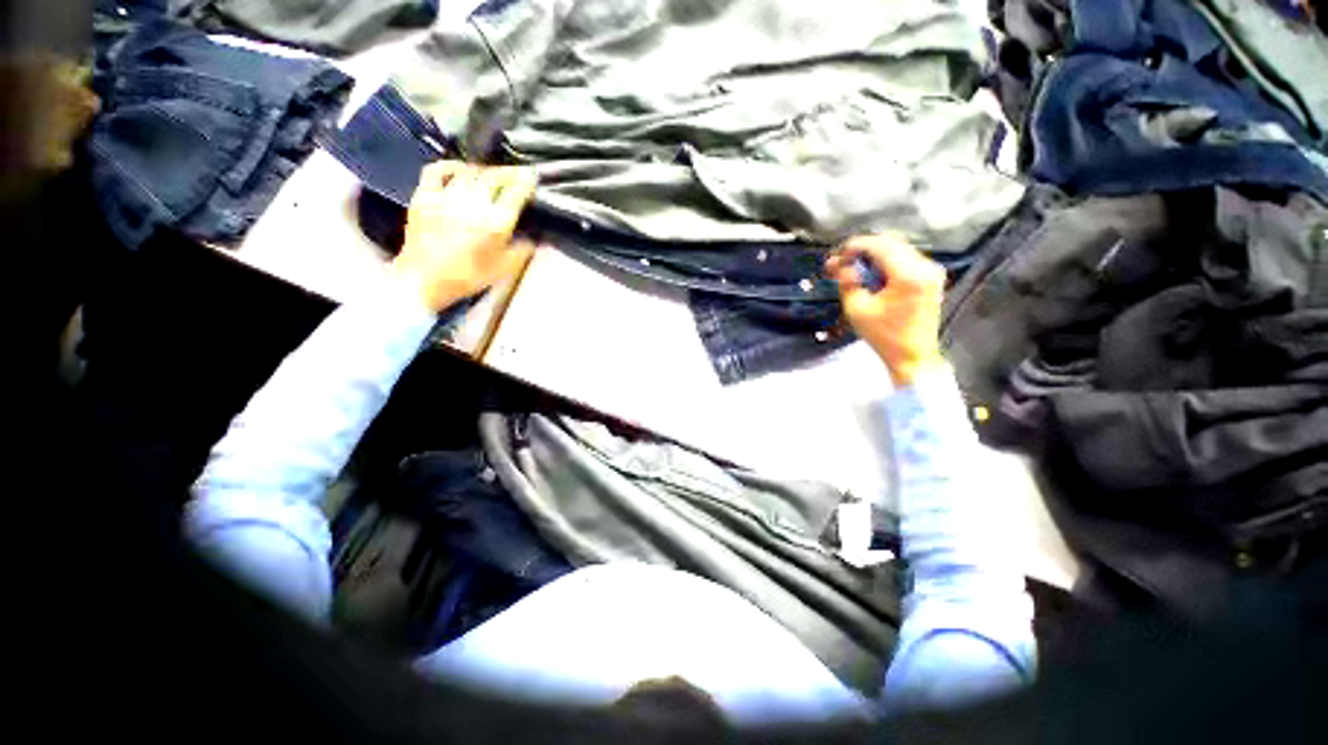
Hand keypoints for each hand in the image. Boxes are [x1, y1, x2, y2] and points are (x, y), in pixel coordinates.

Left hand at [391, 161, 537, 312]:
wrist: (424, 279)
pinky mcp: (425, 195)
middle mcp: (473, 204)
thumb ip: (522, 251)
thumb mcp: (504, 269)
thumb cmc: (467, 277)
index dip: (526, 181)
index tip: (532, 177)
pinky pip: (438, 170)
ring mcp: (446, 197)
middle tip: (516, 173)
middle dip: (508, 172)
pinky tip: (459, 170)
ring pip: (470, 171)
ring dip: (484, 171)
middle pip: (494, 176)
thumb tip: (534, 238)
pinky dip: (452, 166)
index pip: (515, 192)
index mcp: (495, 223)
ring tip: (492, 175)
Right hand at [826, 234, 946, 386]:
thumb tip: (841, 265)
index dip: (855, 246)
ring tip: (853, 268)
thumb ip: (848, 283)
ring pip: (898, 249)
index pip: (879, 245)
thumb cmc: (883, 336)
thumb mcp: (857, 310)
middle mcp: (925, 267)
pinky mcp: (931, 278)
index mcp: (909, 275)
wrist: (913, 355)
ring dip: (874, 255)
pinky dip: (886, 262)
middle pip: (890, 243)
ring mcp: (931, 271)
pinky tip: (871, 274)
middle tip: (842, 261)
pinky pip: (906, 259)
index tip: (838, 255)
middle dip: (863, 249)